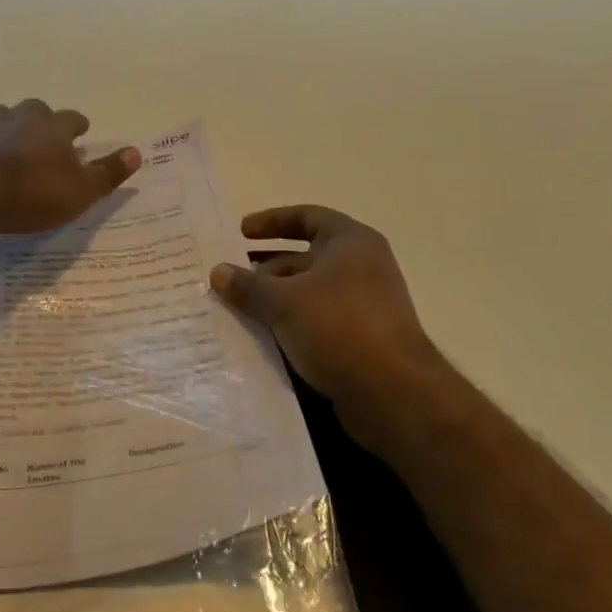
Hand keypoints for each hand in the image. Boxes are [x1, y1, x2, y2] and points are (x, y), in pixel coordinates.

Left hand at [0, 100, 140, 236]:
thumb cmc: (35, 194)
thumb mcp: (82, 191)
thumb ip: (108, 172)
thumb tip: (136, 152)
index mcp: (53, 128)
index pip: (71, 118)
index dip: (77, 124)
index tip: (81, 131)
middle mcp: (20, 119)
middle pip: (34, 108)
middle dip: (41, 118)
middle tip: (45, 134)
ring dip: (4, 121)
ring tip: (7, 135)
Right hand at [210, 206, 459, 454]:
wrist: (393, 394)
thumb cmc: (339, 328)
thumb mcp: (284, 302)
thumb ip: (248, 285)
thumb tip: (218, 271)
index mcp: (351, 242)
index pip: (307, 217)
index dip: (272, 221)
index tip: (240, 232)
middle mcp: (362, 267)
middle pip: (305, 257)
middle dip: (266, 268)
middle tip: (229, 279)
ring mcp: (364, 305)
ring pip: (309, 292)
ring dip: (275, 299)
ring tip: (237, 310)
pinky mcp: (362, 339)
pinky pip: (317, 321)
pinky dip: (290, 324)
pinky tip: (262, 338)